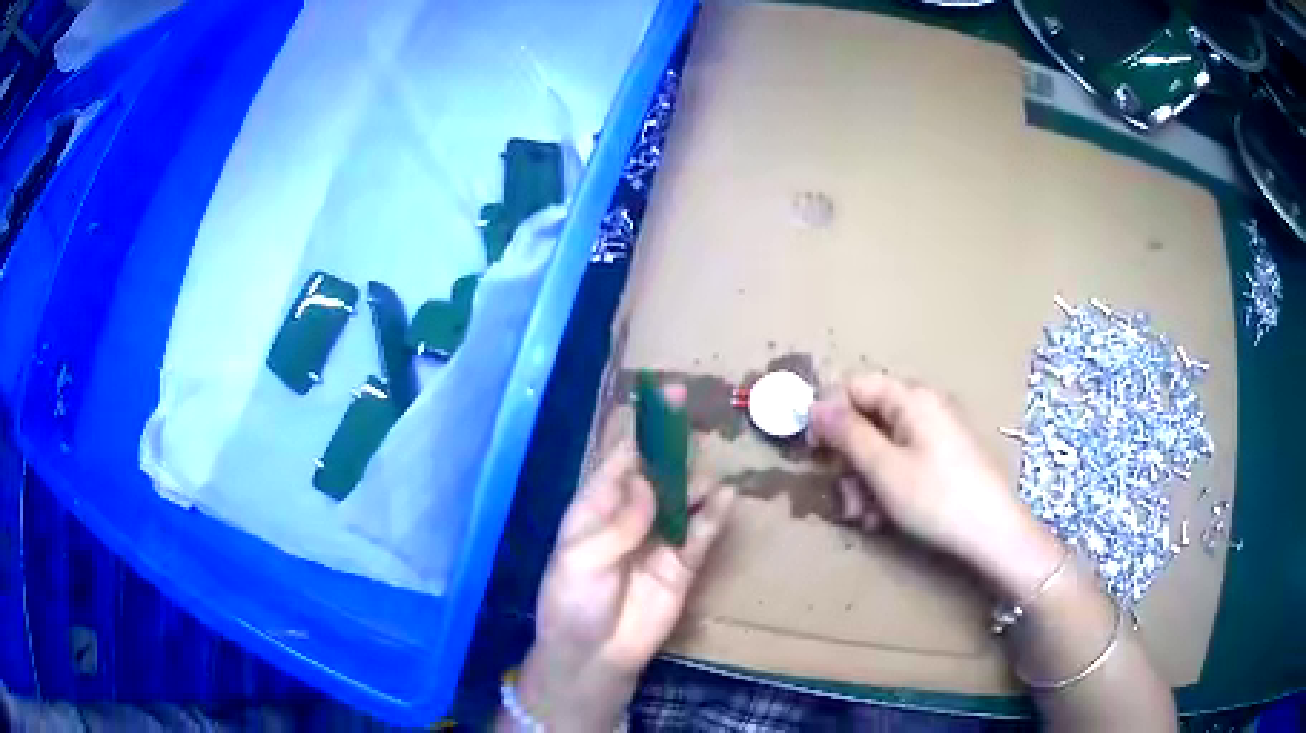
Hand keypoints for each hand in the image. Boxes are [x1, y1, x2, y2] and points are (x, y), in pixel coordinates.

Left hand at [512, 437, 735, 730]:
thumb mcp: (583, 559)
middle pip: (656, 473)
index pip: (619, 460)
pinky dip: (713, 516)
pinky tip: (727, 497)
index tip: (661, 399)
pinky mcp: (682, 566)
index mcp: (595, 509)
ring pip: (683, 500)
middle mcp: (630, 517)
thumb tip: (650, 482)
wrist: (593, 656)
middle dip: (673, 445)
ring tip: (708, 476)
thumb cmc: (572, 602)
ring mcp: (658, 540)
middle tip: (693, 415)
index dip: (640, 430)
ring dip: (696, 482)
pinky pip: (700, 535)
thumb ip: (620, 522)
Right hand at [807, 372, 1059, 598]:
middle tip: (844, 498)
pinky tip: (884, 518)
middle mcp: (924, 407)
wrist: (994, 534)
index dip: (829, 415)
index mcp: (911, 398)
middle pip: (868, 419)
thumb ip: (847, 434)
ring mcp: (936, 434)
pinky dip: (887, 487)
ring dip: (864, 481)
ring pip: (883, 447)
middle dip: (849, 460)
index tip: (814, 452)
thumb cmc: (937, 499)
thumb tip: (813, 406)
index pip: (855, 386)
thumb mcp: (884, 469)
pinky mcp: (944, 459)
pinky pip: (903, 462)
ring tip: (864, 517)